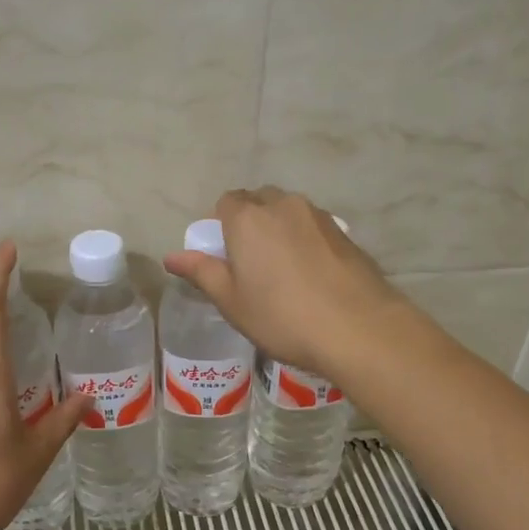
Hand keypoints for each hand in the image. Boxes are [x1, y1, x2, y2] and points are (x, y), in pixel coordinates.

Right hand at [162, 187, 404, 378]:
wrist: (357, 328)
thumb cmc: (282, 317)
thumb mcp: (232, 301)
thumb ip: (201, 272)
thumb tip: (171, 256)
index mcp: (248, 218)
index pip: (225, 202)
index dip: (221, 226)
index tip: (226, 258)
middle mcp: (283, 205)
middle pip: (258, 201)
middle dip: (250, 223)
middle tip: (251, 265)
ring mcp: (318, 216)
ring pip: (288, 212)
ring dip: (279, 230)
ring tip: (283, 272)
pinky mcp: (345, 232)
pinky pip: (313, 228)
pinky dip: (305, 242)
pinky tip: (311, 276)